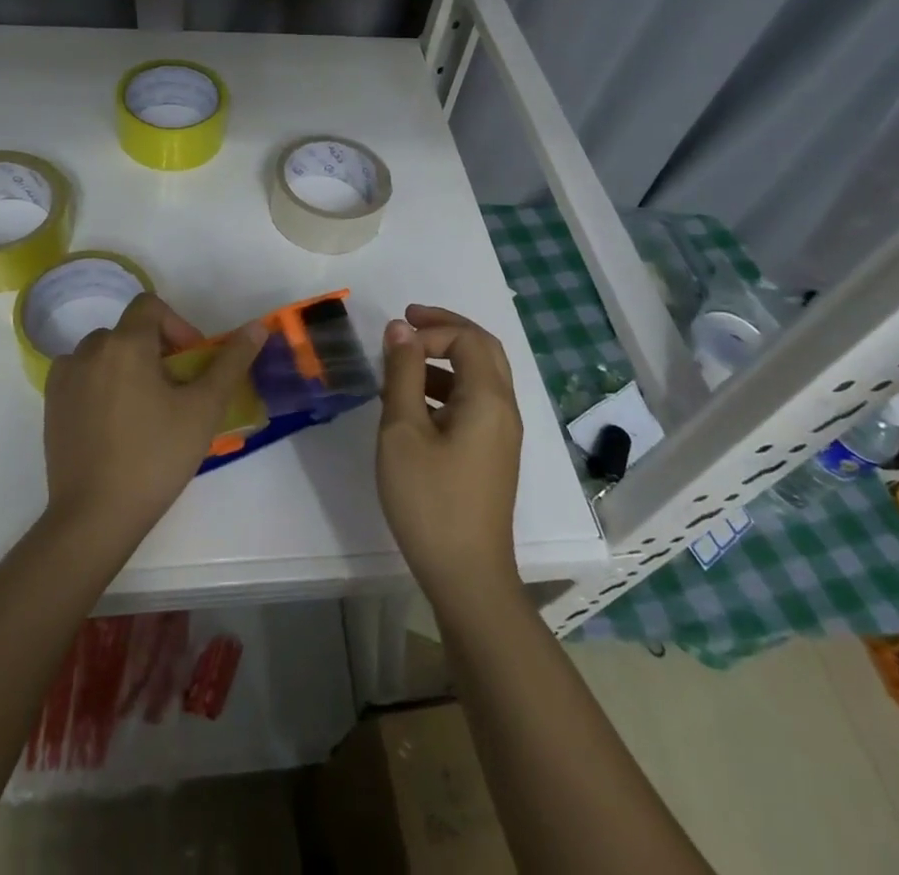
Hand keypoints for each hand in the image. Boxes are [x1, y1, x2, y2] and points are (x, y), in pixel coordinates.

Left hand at [42, 293, 264, 548]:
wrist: (95, 516)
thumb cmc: (155, 457)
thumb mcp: (204, 409)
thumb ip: (231, 362)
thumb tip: (257, 327)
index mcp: (125, 344)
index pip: (151, 306)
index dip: (177, 325)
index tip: (191, 362)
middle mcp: (89, 350)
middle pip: (129, 331)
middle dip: (156, 350)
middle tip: (176, 391)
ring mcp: (65, 378)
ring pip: (105, 354)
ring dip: (128, 366)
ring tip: (146, 409)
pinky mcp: (51, 405)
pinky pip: (82, 376)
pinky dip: (101, 385)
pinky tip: (116, 423)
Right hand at [376, 305, 522, 609]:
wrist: (467, 575)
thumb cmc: (430, 499)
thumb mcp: (403, 430)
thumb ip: (402, 373)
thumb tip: (401, 328)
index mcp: (488, 398)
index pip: (467, 338)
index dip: (431, 328)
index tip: (394, 339)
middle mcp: (504, 409)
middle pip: (483, 349)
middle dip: (446, 329)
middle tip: (408, 322)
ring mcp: (502, 434)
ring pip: (480, 376)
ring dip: (445, 359)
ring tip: (402, 365)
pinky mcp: (492, 455)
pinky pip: (474, 403)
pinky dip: (447, 387)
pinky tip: (414, 405)